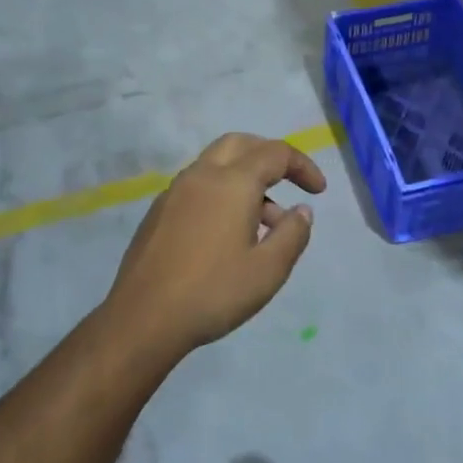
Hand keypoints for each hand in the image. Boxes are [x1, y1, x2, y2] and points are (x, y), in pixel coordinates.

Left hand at [102, 133, 326, 354]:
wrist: (143, 318)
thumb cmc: (213, 292)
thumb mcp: (268, 270)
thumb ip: (292, 234)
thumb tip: (301, 210)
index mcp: (232, 182)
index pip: (275, 153)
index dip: (303, 166)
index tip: (318, 191)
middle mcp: (201, 176)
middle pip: (240, 144)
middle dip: (269, 156)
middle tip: (289, 182)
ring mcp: (174, 192)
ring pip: (216, 165)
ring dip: (246, 179)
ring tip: (265, 225)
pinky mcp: (158, 212)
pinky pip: (198, 187)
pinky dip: (222, 194)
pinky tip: (228, 235)